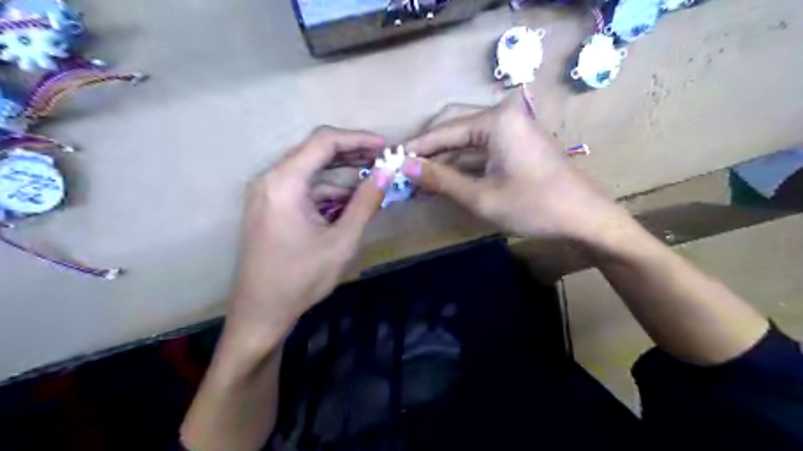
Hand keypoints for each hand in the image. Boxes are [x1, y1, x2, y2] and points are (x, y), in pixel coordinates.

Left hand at [227, 127, 394, 345]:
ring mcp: (267, 192)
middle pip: (315, 152)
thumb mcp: (342, 241)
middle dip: (352, 155)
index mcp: (284, 183)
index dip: (358, 139)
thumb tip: (387, 173)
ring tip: (373, 183)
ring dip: (341, 176)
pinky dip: (327, 192)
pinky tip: (350, 202)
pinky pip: (303, 189)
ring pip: (311, 171)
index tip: (385, 147)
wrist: (261, 312)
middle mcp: (270, 179)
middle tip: (382, 162)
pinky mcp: (269, 206)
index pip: (324, 141)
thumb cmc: (301, 279)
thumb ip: (365, 202)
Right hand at [405, 94, 623, 242]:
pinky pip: (479, 153)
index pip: (444, 130)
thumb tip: (404, 167)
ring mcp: (510, 131)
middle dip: (428, 153)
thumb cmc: (535, 207)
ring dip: (442, 162)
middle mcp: (502, 117)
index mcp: (496, 121)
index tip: (389, 159)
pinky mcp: (514, 146)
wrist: (585, 219)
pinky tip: (441, 182)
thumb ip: (440, 179)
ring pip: (465, 143)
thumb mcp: (481, 197)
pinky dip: (460, 167)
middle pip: (453, 130)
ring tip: (416, 181)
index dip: (416, 147)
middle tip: (402, 171)